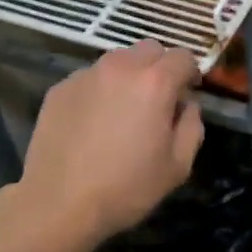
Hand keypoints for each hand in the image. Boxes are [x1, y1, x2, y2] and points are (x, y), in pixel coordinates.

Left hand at [19, 41, 205, 240]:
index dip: (190, 74)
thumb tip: (187, 106)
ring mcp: (86, 75)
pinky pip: (90, 78)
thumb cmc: (126, 188)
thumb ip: (192, 126)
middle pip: (149, 48)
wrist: (59, 203)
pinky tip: (94, 121)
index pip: (183, 56)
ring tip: (123, 109)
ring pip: (117, 60)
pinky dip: (100, 89)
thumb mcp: (178, 166)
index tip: (187, 94)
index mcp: (155, 83)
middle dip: (160, 67)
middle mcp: (120, 67)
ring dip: (129, 75)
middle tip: (158, 99)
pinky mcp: (59, 88)